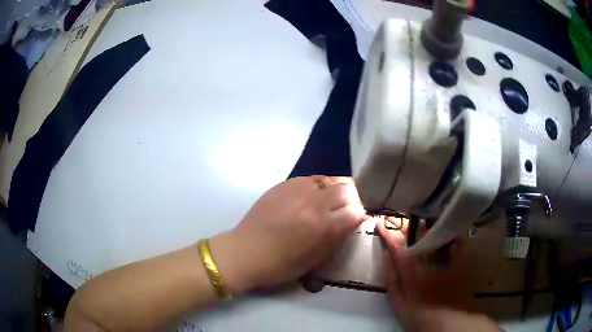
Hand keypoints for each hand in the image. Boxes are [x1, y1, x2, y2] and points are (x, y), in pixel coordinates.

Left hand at [210, 176, 365, 293]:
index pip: (356, 210)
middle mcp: (313, 203)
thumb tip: (352, 220)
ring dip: (335, 190)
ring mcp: (297, 190)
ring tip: (327, 202)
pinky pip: (310, 179)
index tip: (354, 220)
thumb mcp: (316, 259)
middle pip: (347, 189)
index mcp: (323, 226)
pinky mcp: (284, 184)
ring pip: (330, 179)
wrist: (245, 252)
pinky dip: (317, 187)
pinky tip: (309, 198)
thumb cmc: (281, 264)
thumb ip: (337, 237)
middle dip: (351, 199)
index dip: (358, 215)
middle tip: (343, 210)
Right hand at [377, 220, 501, 331]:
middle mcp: (431, 262)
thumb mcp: (399, 304)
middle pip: (418, 236)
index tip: (381, 222)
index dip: (389, 233)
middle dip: (405, 223)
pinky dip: (446, 230)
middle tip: (397, 216)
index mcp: (413, 274)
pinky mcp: (461, 259)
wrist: (451, 322)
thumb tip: (386, 255)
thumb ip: (392, 279)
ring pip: (435, 233)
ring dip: (423, 222)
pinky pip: (454, 238)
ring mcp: (448, 259)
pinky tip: (441, 225)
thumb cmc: (421, 317)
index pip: (399, 247)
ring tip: (415, 217)